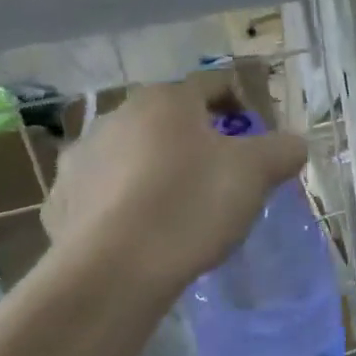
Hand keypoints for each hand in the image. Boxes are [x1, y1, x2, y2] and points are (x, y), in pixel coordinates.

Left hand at [43, 82, 306, 295]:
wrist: (113, 271)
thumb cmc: (190, 205)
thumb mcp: (257, 173)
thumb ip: (283, 149)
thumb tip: (294, 144)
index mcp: (165, 101)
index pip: (214, 84)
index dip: (244, 106)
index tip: (260, 140)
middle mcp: (116, 116)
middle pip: (172, 120)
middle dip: (202, 141)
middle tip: (227, 177)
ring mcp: (81, 158)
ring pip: (136, 154)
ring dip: (162, 169)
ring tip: (184, 208)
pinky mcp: (61, 200)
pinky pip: (107, 192)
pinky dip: (128, 202)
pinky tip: (146, 231)